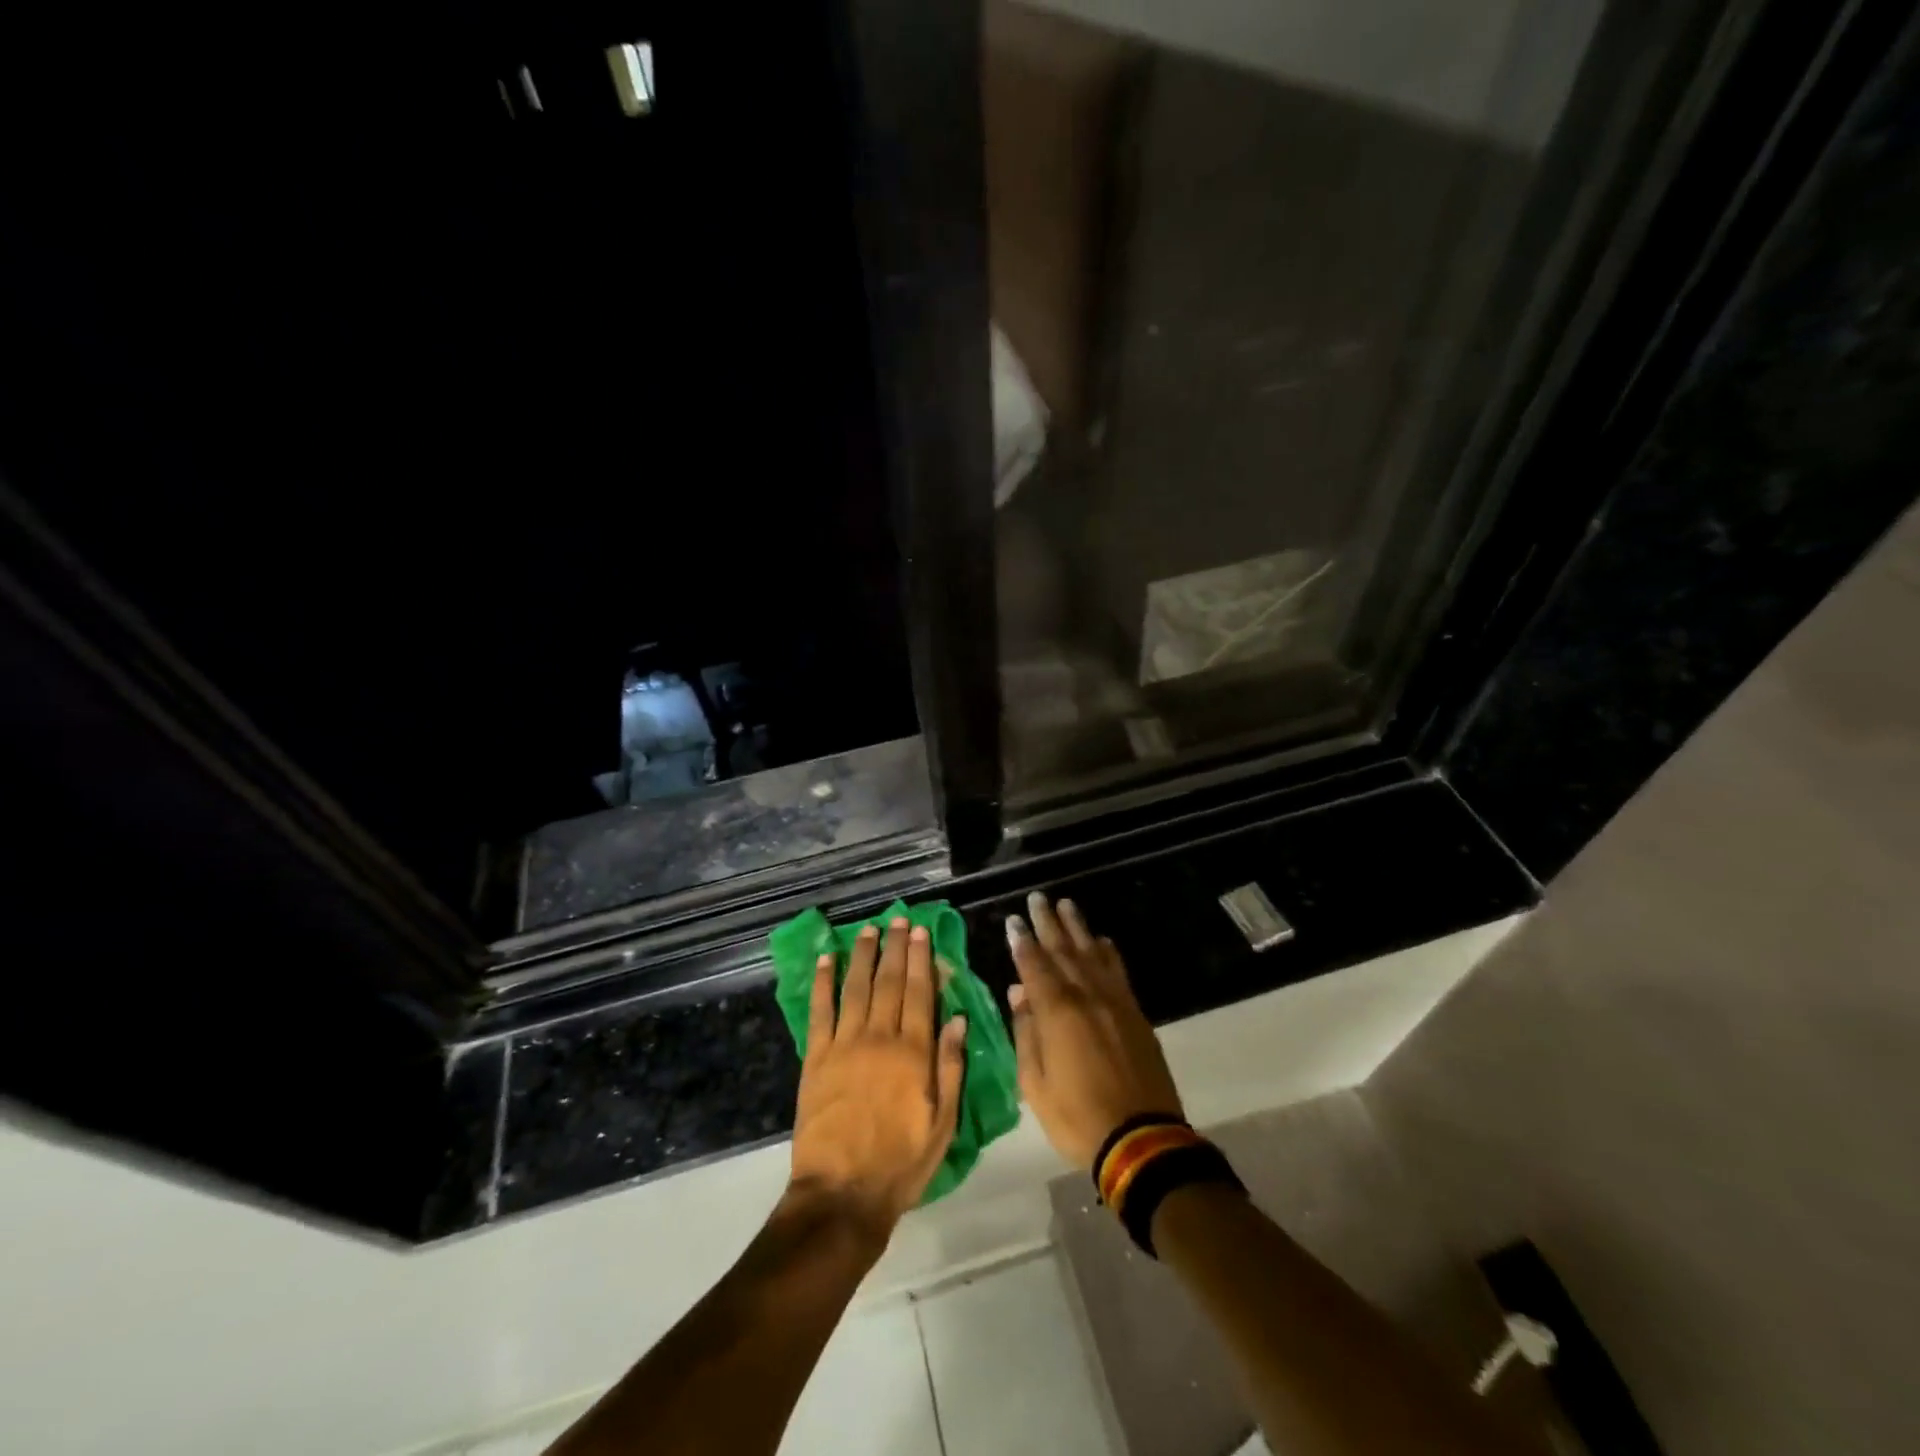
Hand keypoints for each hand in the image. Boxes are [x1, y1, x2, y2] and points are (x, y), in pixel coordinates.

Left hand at [788, 917, 968, 1240]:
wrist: (842, 1195)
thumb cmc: (901, 1163)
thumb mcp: (942, 1123)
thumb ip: (950, 1067)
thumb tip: (958, 1018)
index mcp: (914, 1053)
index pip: (920, 993)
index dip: (921, 959)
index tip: (921, 932)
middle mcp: (880, 1038)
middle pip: (889, 982)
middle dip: (895, 948)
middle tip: (898, 919)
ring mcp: (845, 1045)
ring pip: (856, 988)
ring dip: (863, 955)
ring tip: (868, 929)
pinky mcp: (816, 1058)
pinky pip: (820, 1011)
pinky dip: (823, 982)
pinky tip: (826, 958)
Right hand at [1005, 892, 1183, 1169]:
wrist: (1141, 1139)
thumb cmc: (1077, 1116)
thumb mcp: (1035, 1084)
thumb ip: (1025, 1033)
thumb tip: (1018, 993)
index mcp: (1057, 1012)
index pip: (1034, 966)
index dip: (1022, 942)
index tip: (1013, 920)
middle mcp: (1086, 996)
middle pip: (1063, 950)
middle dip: (1048, 923)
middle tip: (1038, 898)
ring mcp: (1114, 1002)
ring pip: (1092, 953)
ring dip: (1078, 928)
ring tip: (1066, 905)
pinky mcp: (1135, 1014)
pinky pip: (1118, 972)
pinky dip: (1108, 952)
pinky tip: (1101, 941)